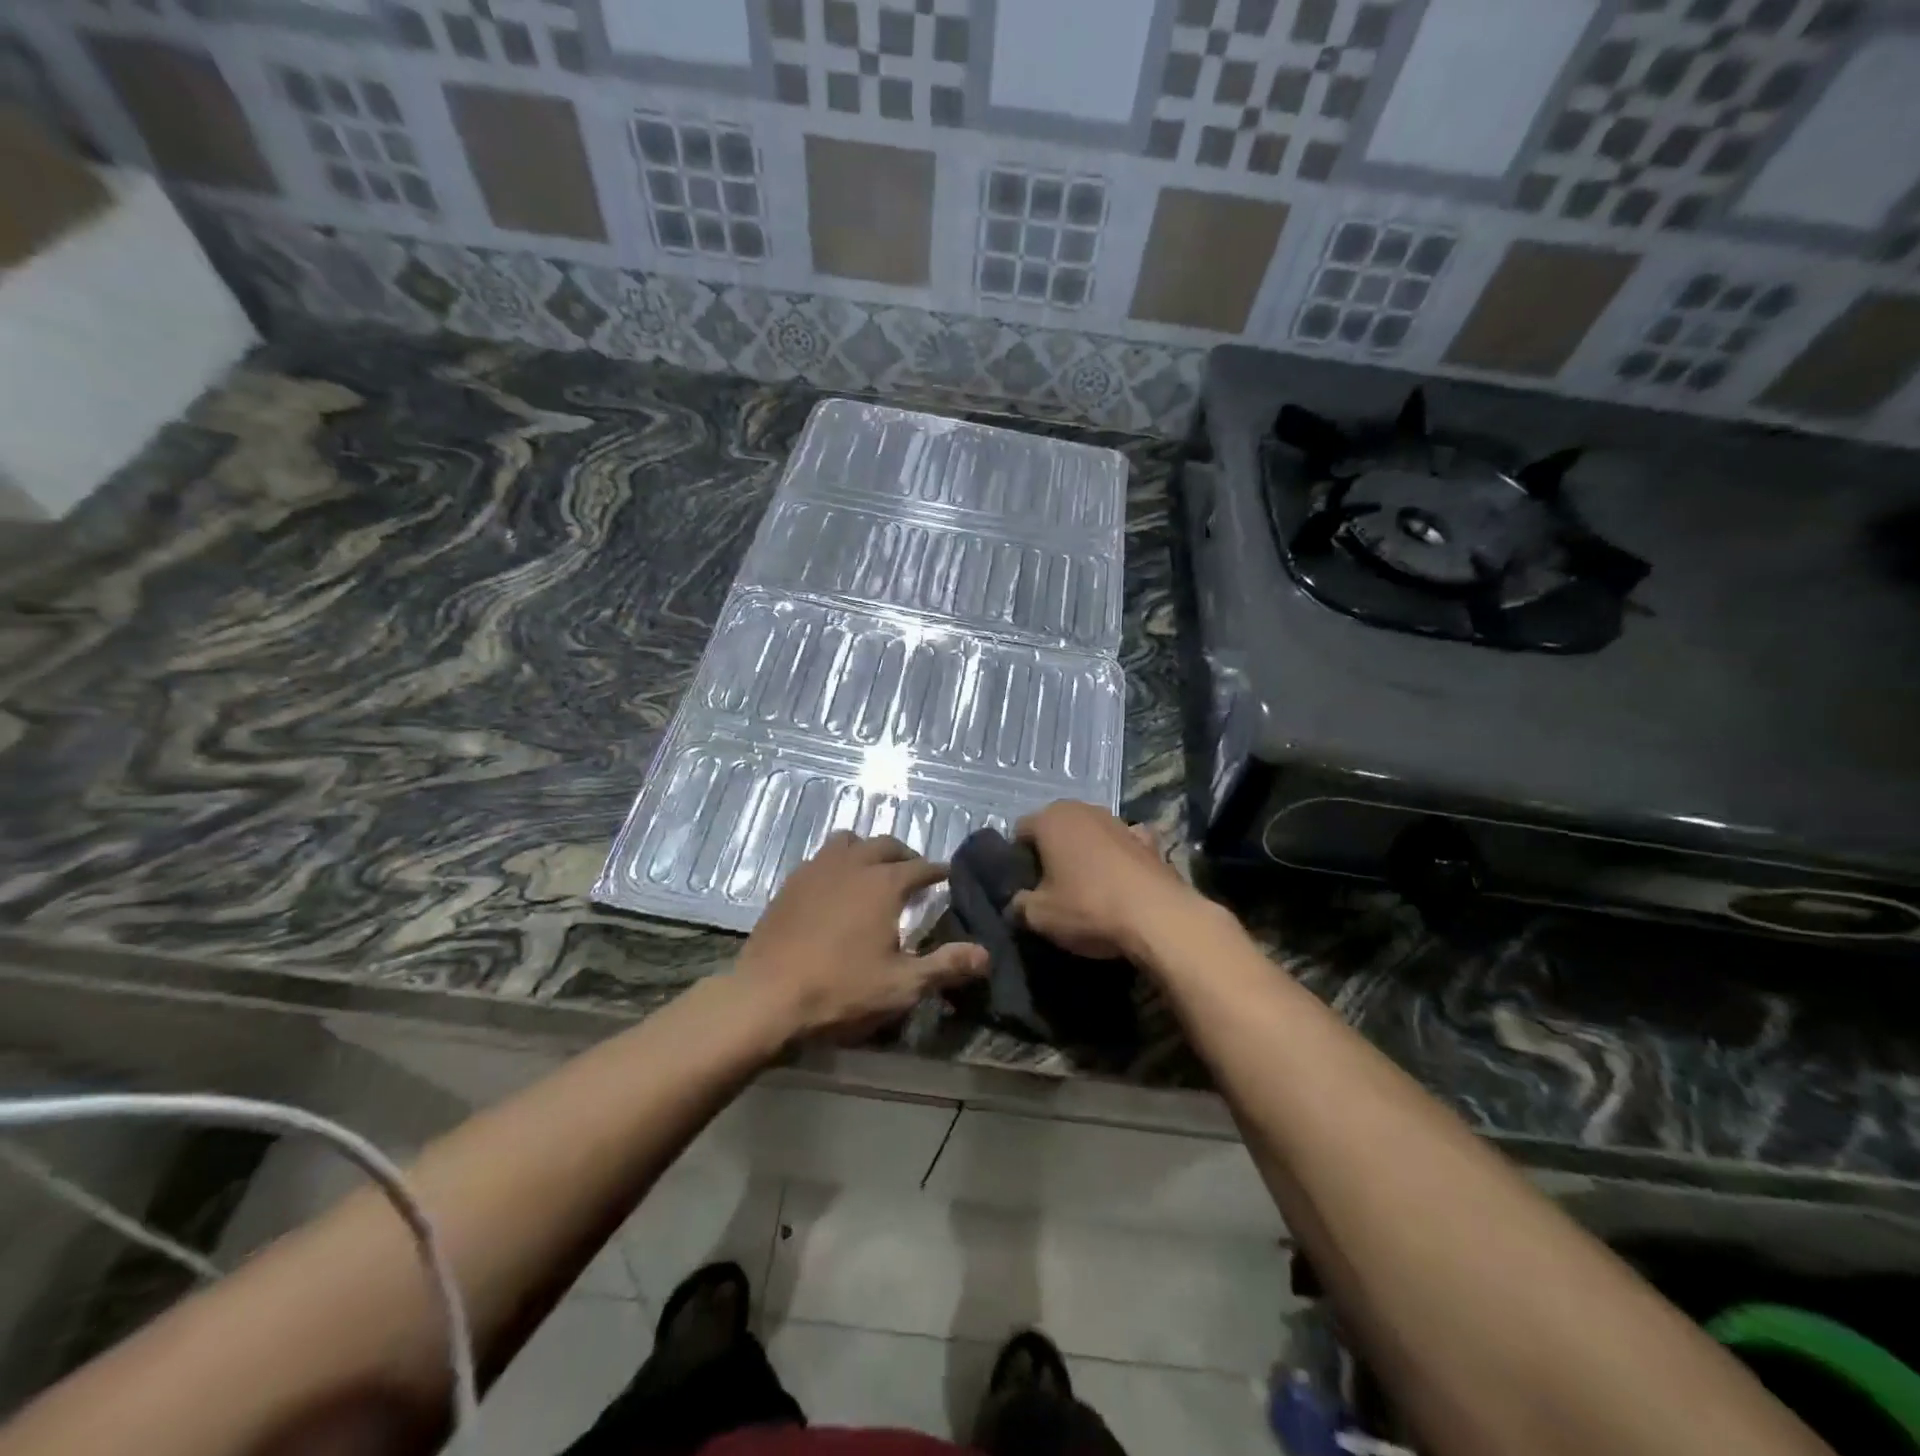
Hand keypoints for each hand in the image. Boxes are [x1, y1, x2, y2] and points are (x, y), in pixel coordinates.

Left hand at [735, 831, 987, 1041]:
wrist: (765, 998)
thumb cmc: (840, 991)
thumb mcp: (901, 986)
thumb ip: (946, 966)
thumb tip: (986, 954)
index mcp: (883, 883)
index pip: (921, 867)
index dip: (938, 871)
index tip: (948, 877)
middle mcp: (852, 865)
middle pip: (885, 845)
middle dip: (905, 855)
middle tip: (914, 873)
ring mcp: (816, 869)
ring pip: (848, 842)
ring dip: (866, 850)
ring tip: (873, 871)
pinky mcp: (790, 883)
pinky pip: (820, 858)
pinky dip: (837, 863)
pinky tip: (835, 887)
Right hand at [1010, 802, 1199, 961]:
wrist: (1158, 917)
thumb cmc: (1088, 907)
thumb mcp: (1039, 916)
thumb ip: (1019, 905)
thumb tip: (1016, 903)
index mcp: (1050, 819)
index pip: (1020, 831)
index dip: (1017, 858)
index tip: (1023, 885)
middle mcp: (1083, 809)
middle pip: (1055, 828)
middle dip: (1050, 852)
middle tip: (1050, 887)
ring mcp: (1119, 821)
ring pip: (1089, 834)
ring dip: (1084, 853)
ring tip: (1085, 888)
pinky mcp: (1148, 840)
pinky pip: (1122, 845)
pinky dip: (1118, 857)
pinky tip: (1120, 881)